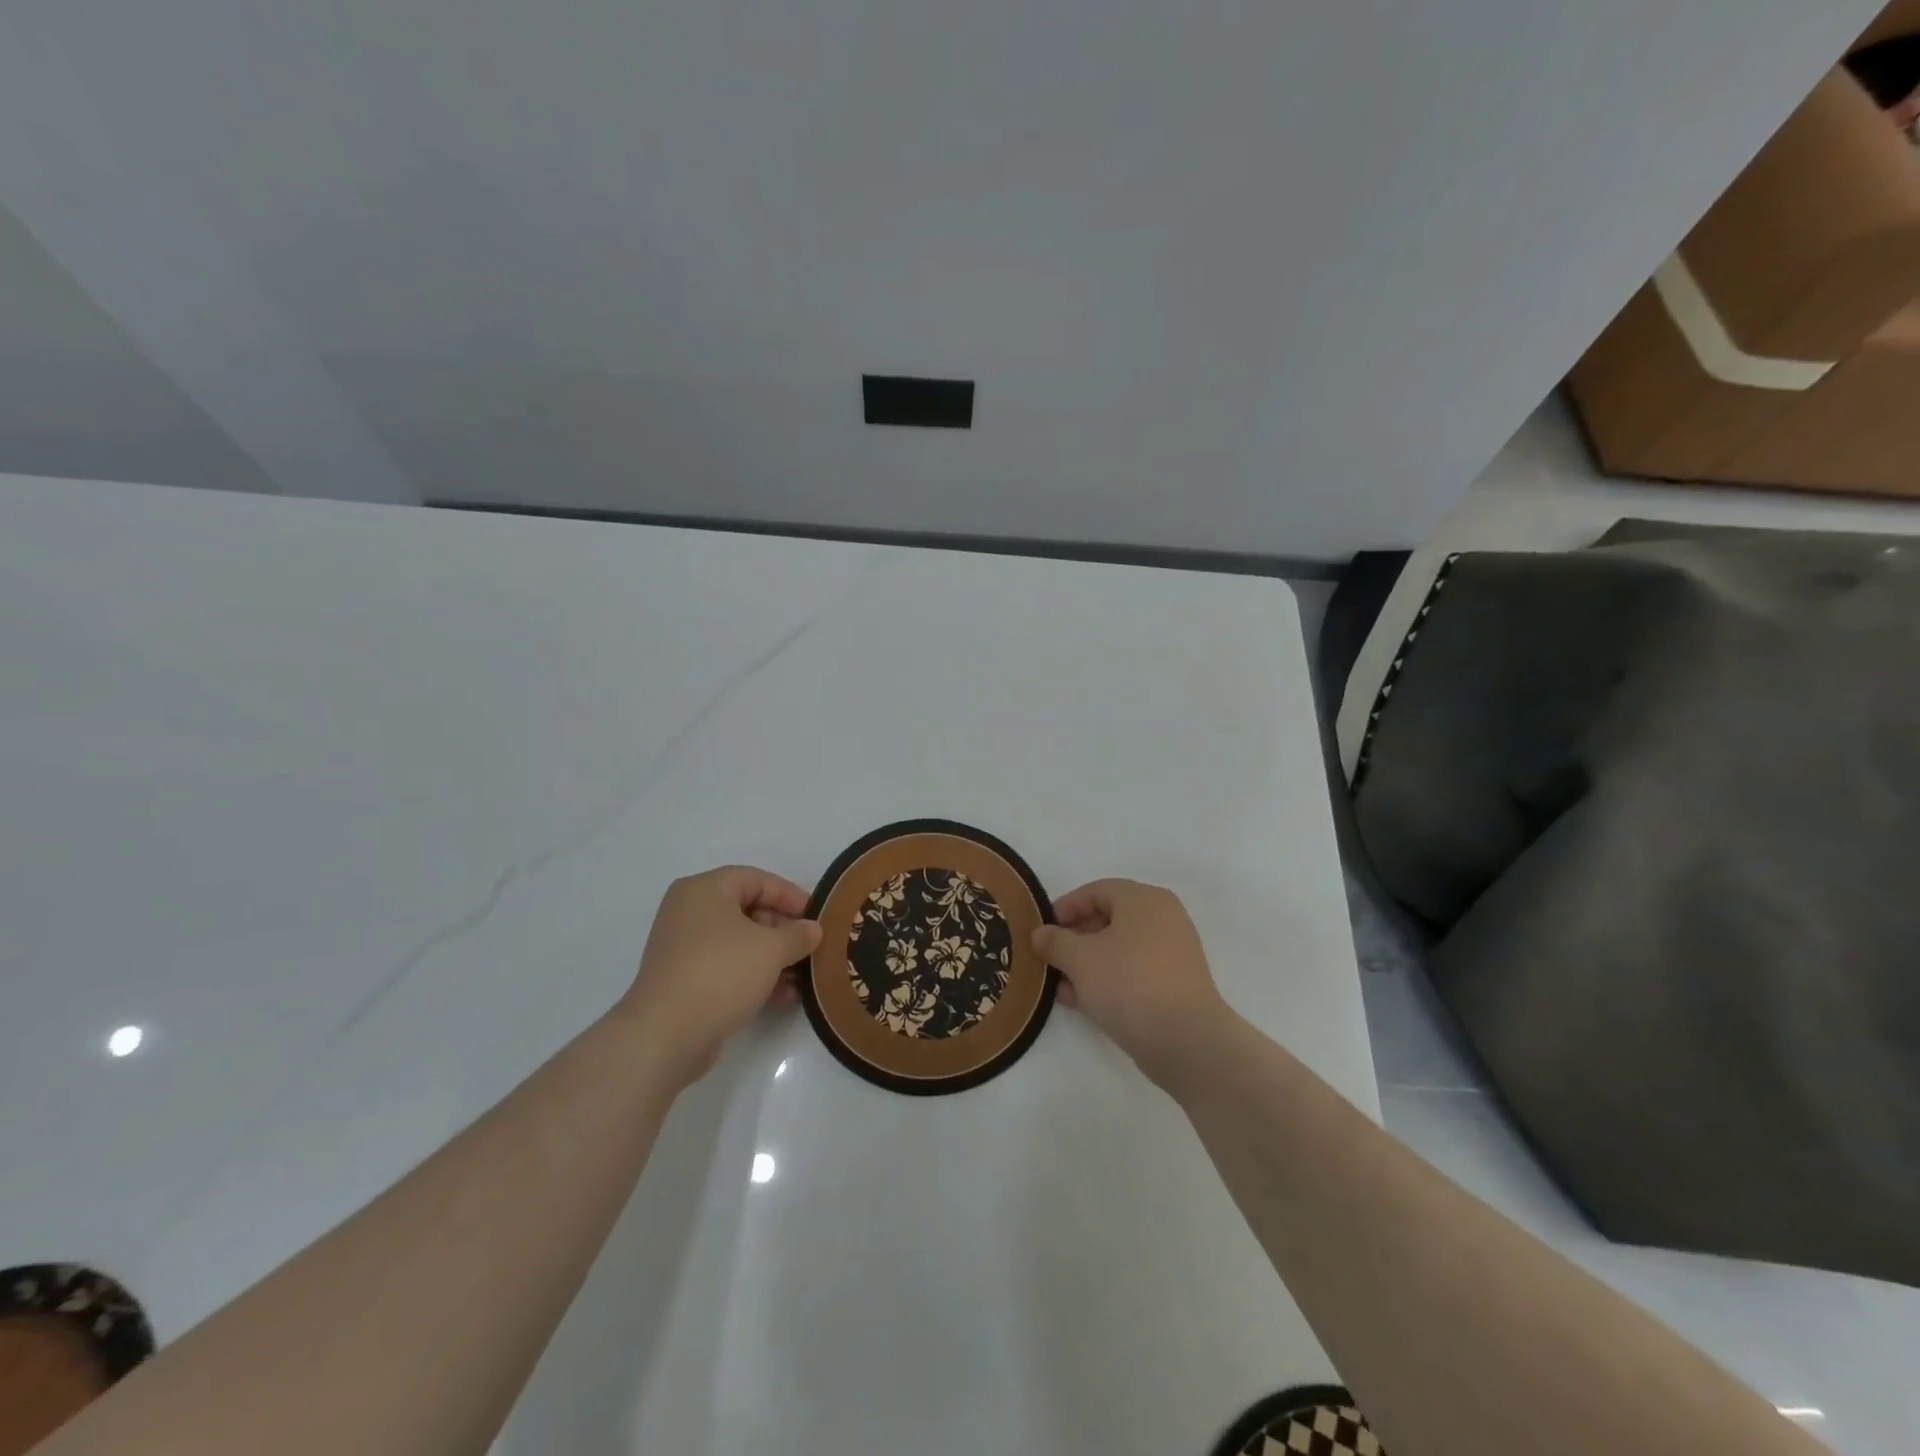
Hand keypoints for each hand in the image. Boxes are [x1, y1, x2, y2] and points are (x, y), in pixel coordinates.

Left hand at [619, 865, 821, 1085]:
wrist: (665, 1036)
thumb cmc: (721, 973)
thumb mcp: (771, 949)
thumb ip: (798, 935)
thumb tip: (813, 929)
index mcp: (704, 890)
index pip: (756, 879)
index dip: (789, 895)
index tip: (815, 915)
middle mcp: (689, 912)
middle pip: (747, 909)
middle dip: (782, 929)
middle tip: (809, 946)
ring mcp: (683, 948)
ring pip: (738, 942)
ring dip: (772, 957)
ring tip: (802, 976)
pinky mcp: (683, 980)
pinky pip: (726, 967)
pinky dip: (753, 976)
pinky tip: (782, 997)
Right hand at [1032, 879, 1234, 1089]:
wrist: (1186, 1041)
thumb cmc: (1129, 984)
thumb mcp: (1079, 959)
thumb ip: (1055, 941)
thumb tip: (1040, 934)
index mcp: (1143, 899)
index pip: (1096, 891)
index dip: (1065, 908)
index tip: (1043, 931)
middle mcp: (1163, 917)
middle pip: (1108, 919)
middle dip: (1074, 939)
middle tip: (1051, 960)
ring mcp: (1173, 951)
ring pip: (1120, 948)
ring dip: (1088, 964)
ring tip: (1062, 987)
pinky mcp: (1176, 983)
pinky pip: (1134, 970)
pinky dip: (1109, 979)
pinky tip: (1085, 1002)